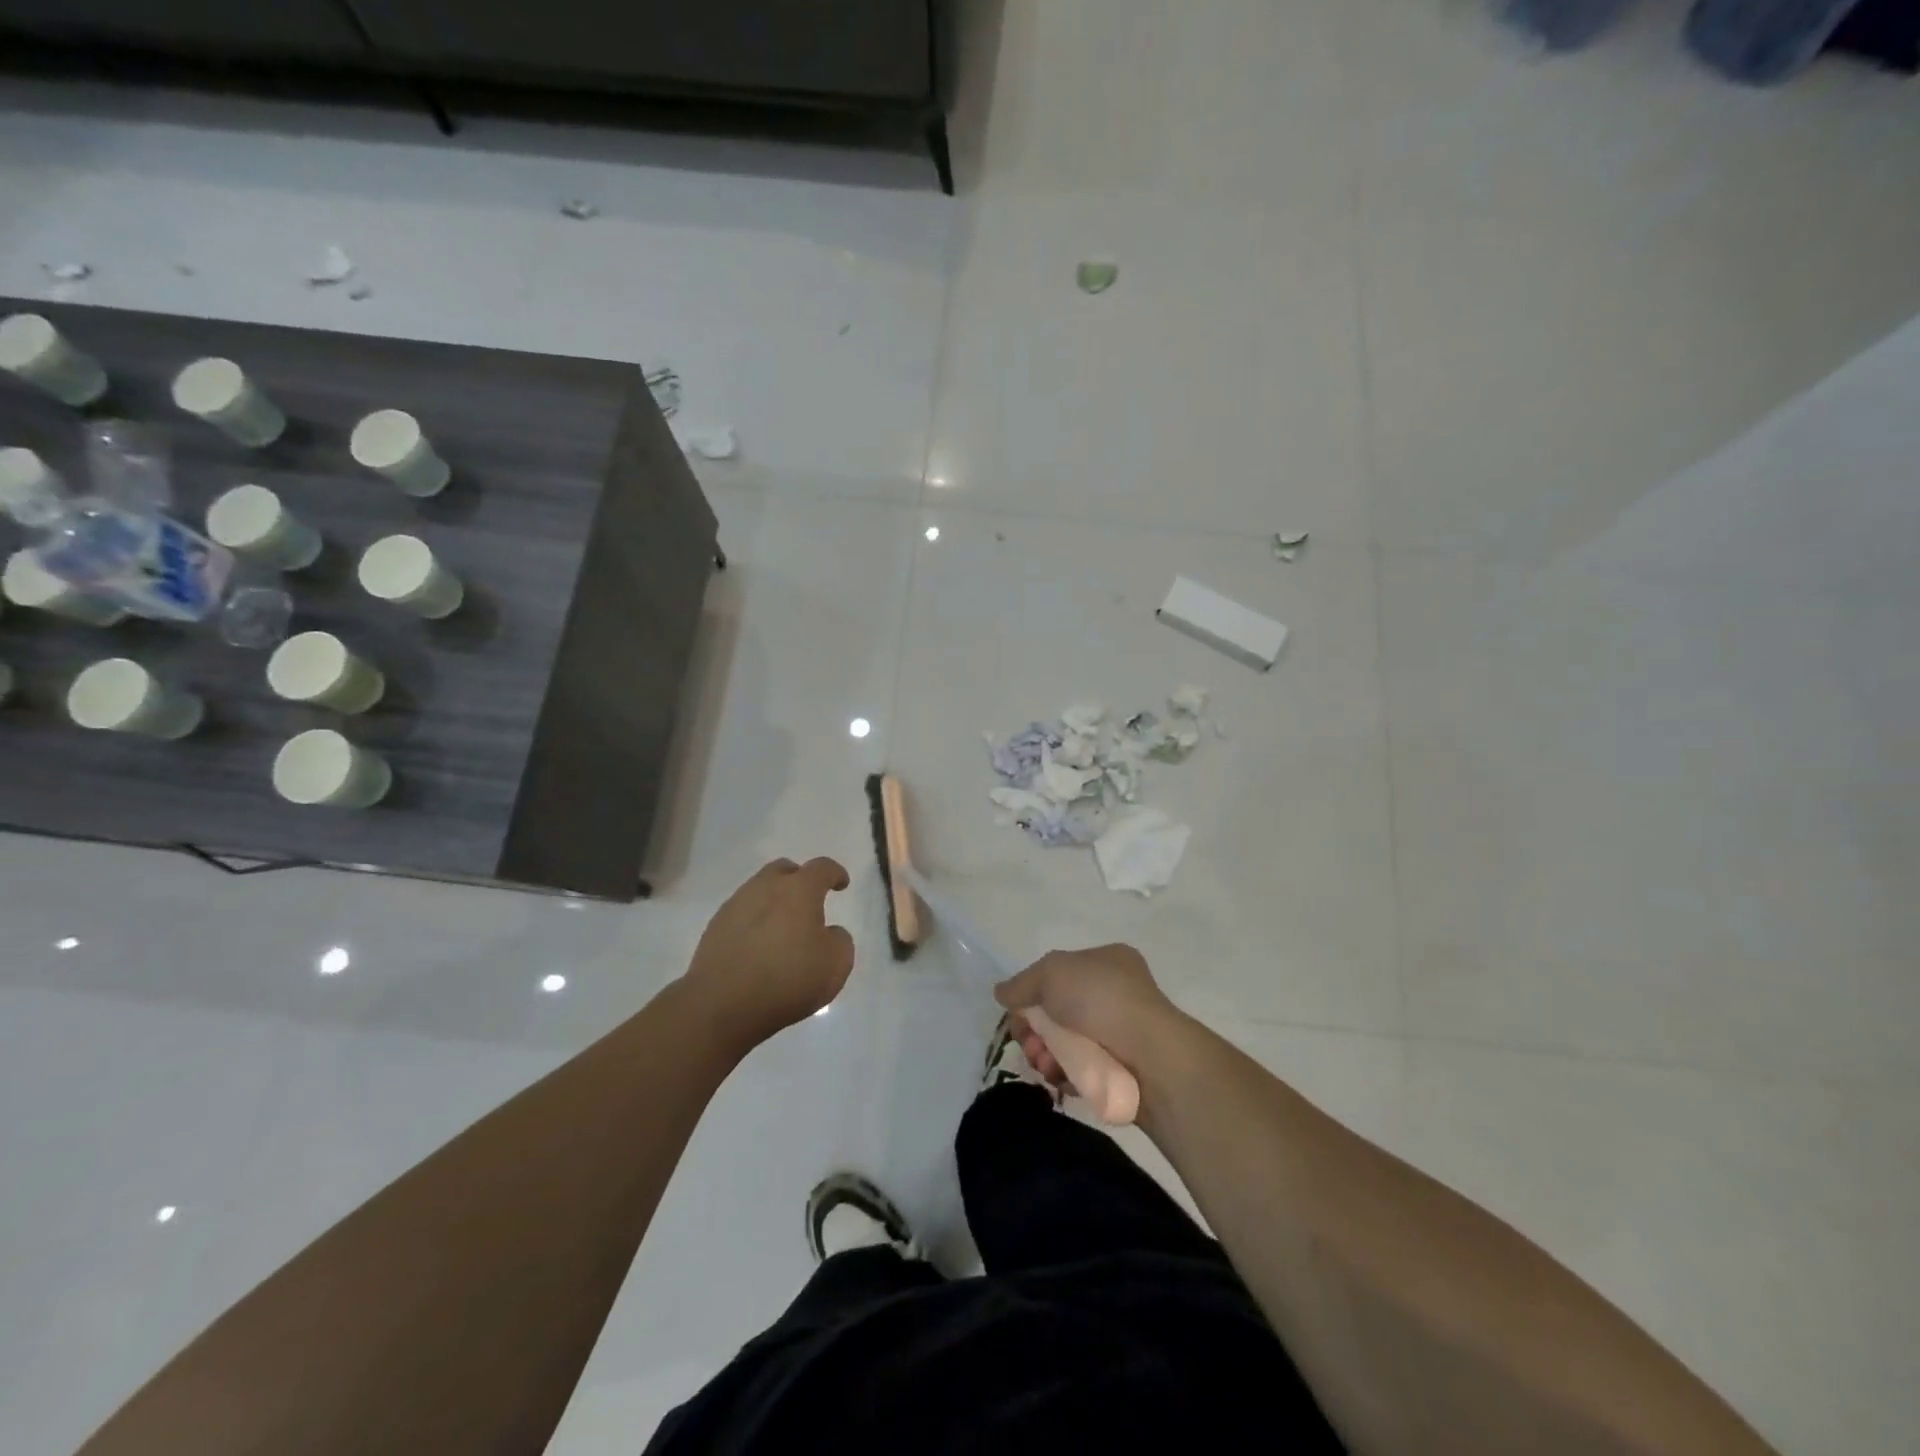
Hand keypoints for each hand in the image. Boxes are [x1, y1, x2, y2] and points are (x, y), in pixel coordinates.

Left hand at [683, 858, 855, 1050]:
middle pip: (784, 870)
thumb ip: (839, 940)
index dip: (835, 873)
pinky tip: (758, 946)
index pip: (822, 868)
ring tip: (782, 928)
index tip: (842, 884)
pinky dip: (754, 923)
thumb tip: (828, 933)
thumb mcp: (836, 964)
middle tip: (808, 901)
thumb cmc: (788, 980)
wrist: (722, 1005)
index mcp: (799, 890)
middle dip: (799, 879)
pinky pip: (741, 914)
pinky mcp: (714, 928)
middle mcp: (765, 888)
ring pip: (759, 891)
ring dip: (773, 902)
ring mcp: (735, 906)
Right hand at [993, 944, 1184, 1085]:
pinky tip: (1059, 1078)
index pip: (1058, 974)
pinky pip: (1081, 1072)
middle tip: (1028, 1043)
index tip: (1017, 1012)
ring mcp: (1120, 1034)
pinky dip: (1065, 1075)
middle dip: (1035, 1029)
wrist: (1151, 1056)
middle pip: (1057, 1012)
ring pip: (1066, 1044)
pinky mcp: (1121, 1071)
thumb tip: (1002, 993)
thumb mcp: (1052, 972)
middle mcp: (1115, 994)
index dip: (1032, 992)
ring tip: (1044, 1064)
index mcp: (1106, 961)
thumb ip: (1022, 982)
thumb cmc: (1101, 999)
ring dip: (1045, 1054)